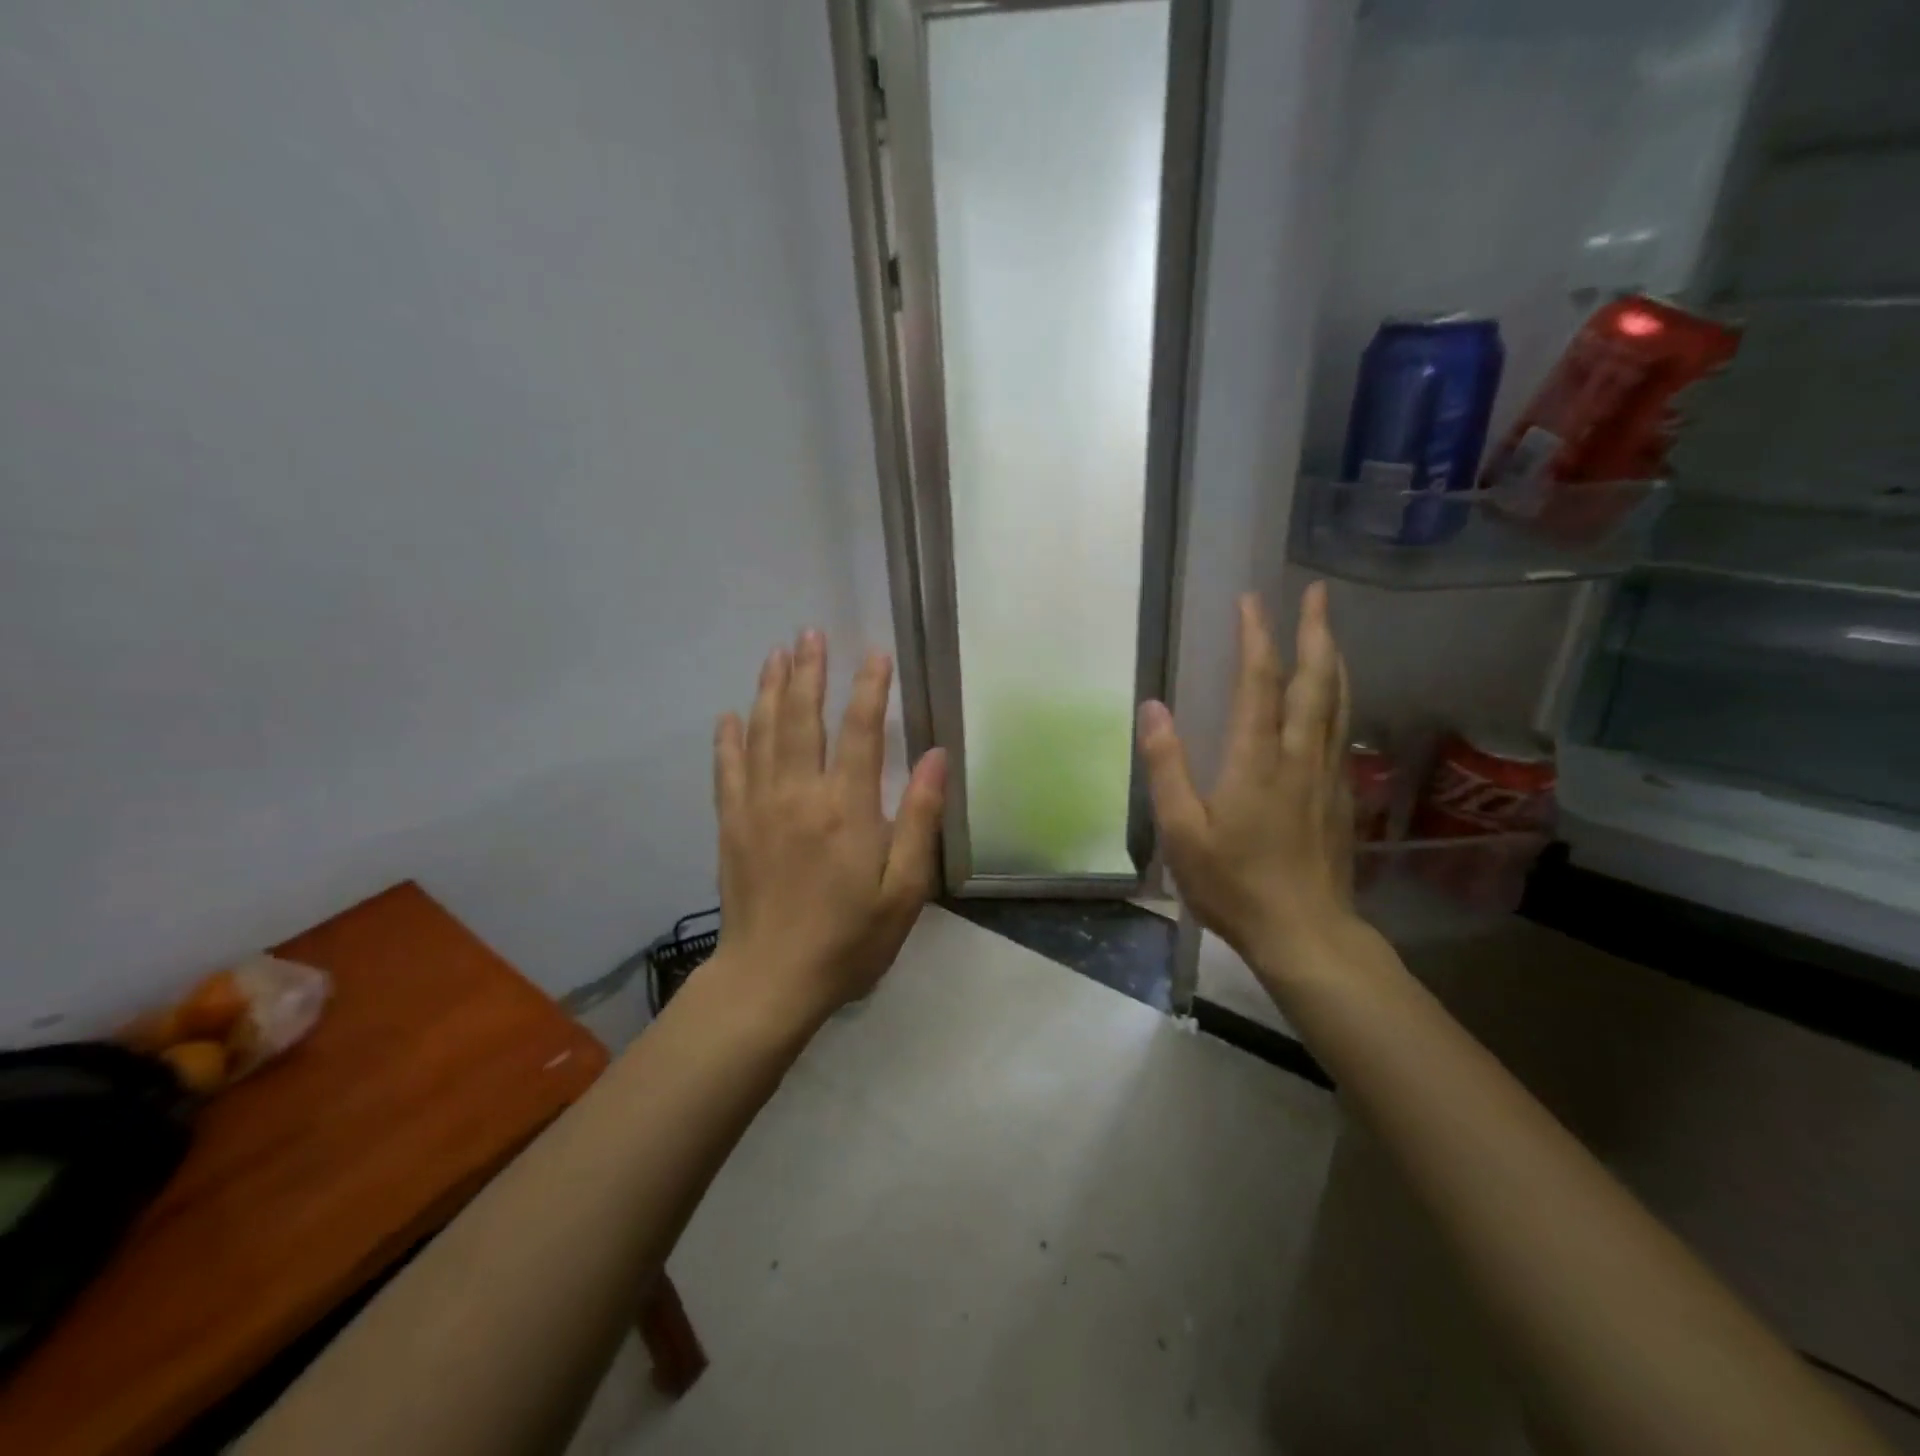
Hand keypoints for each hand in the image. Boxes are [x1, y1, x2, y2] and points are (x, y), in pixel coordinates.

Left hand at [712, 630, 947, 1018]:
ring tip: (775, 654)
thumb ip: (919, 819)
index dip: (869, 688)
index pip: (859, 731)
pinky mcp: (731, 826)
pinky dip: (728, 739)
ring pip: (762, 734)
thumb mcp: (905, 890)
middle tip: (809, 633)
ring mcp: (758, 807)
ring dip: (769, 690)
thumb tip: (935, 756)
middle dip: (808, 671)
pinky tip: (729, 715)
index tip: (875, 653)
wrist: (771, 981)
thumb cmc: (850, 940)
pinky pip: (728, 770)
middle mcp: (798, 795)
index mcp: (847, 809)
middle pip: (801, 719)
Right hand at [1136, 583, 1356, 973]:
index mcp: (1257, 761)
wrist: (1305, 933)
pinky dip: (1339, 697)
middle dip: (1316, 632)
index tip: (1252, 601)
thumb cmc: (1233, 885)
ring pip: (1338, 702)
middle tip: (1318, 592)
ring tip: (1330, 629)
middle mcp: (1299, 756)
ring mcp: (1326, 775)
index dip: (1257, 638)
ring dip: (1334, 658)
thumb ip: (1167, 767)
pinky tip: (1334, 697)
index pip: (1259, 684)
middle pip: (1315, 681)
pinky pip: (1342, 729)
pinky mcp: (1339, 795)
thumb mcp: (1182, 832)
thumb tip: (1152, 708)